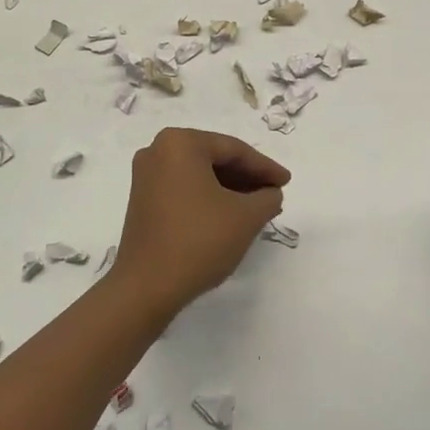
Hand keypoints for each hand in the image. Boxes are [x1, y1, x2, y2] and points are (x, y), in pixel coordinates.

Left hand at [111, 127, 289, 317]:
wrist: (147, 286)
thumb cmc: (199, 241)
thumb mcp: (246, 217)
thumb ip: (267, 198)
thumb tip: (271, 193)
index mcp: (180, 143)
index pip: (234, 150)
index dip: (265, 167)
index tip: (287, 182)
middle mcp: (158, 150)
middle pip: (214, 159)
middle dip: (247, 177)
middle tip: (274, 193)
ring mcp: (146, 176)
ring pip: (199, 175)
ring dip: (230, 189)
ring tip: (257, 208)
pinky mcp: (142, 199)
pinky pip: (184, 188)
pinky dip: (209, 198)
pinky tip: (230, 215)